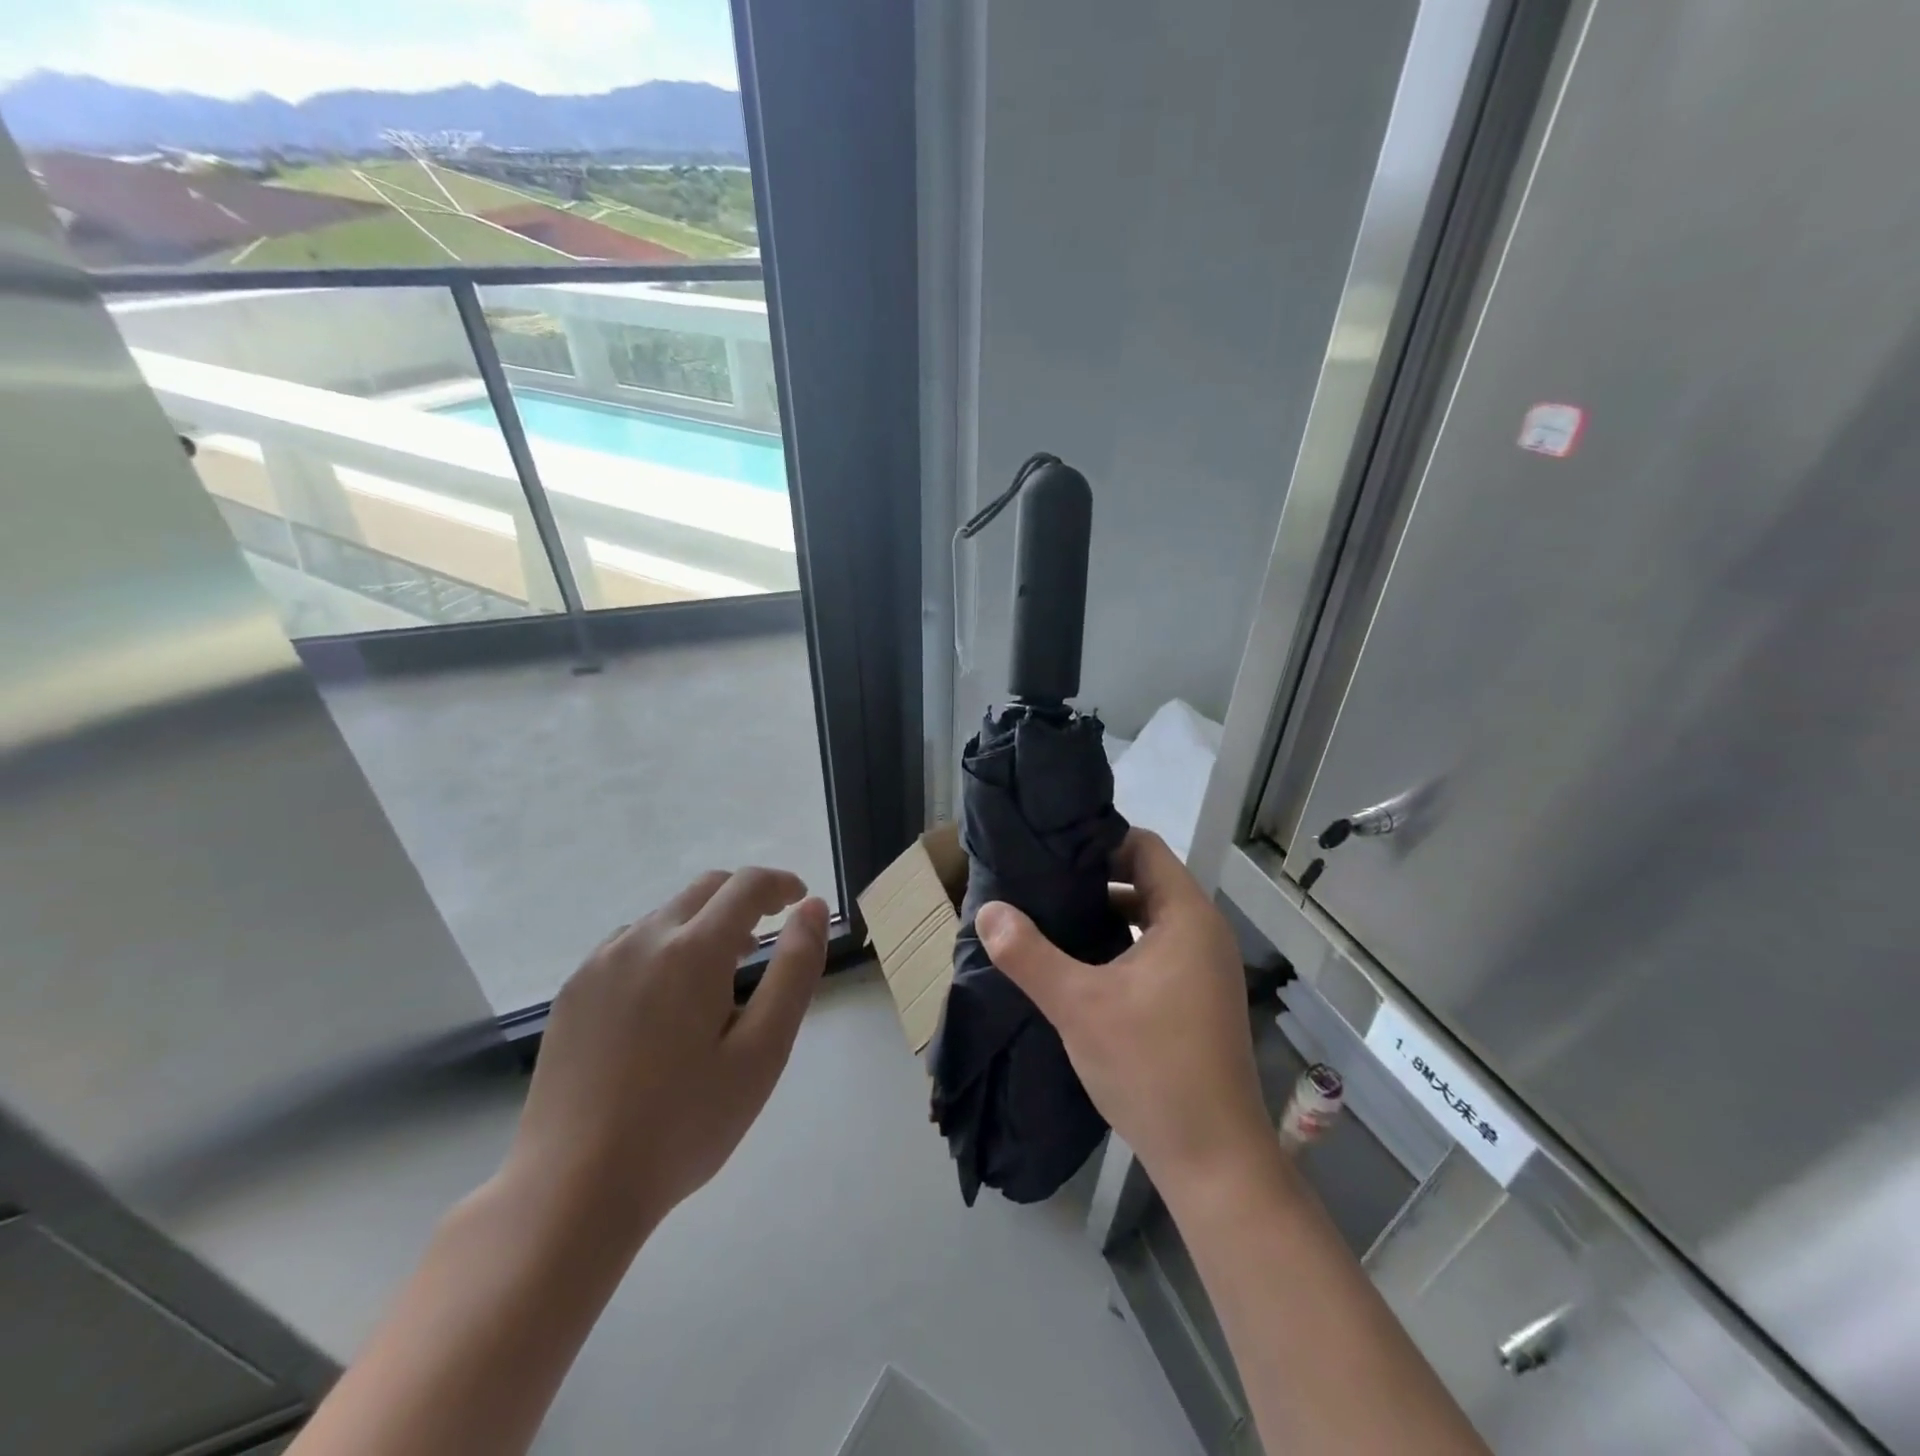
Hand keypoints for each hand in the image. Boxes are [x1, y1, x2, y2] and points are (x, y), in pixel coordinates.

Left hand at [504, 869, 829, 1243]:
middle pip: (705, 889)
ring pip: (666, 915)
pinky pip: (629, 944)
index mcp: (693, 950)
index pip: (747, 885)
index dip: (780, 884)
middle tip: (766, 936)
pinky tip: (665, 1002)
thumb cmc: (684, 1124)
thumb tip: (811, 908)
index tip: (799, 902)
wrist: (570, 1190)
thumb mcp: (762, 1051)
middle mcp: (642, 939)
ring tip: (719, 977)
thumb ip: (794, 970)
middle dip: (743, 898)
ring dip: (702, 925)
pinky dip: (663, 948)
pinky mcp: (572, 991)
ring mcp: (599, 963)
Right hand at [977, 831, 1275, 1205]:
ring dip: (1104, 915)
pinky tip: (1080, 965)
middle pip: (1145, 880)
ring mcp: (1204, 967)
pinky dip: (1119, 945)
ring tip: (1050, 918)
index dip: (1097, 842)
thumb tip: (988, 910)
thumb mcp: (1079, 1006)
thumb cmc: (1151, 1068)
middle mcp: (1203, 931)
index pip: (1142, 847)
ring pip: (1148, 918)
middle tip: (1039, 883)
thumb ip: (1029, 954)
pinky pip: (1155, 949)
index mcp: (1187, 916)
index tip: (1050, 851)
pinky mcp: (1197, 998)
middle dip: (1093, 880)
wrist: (1214, 1161)